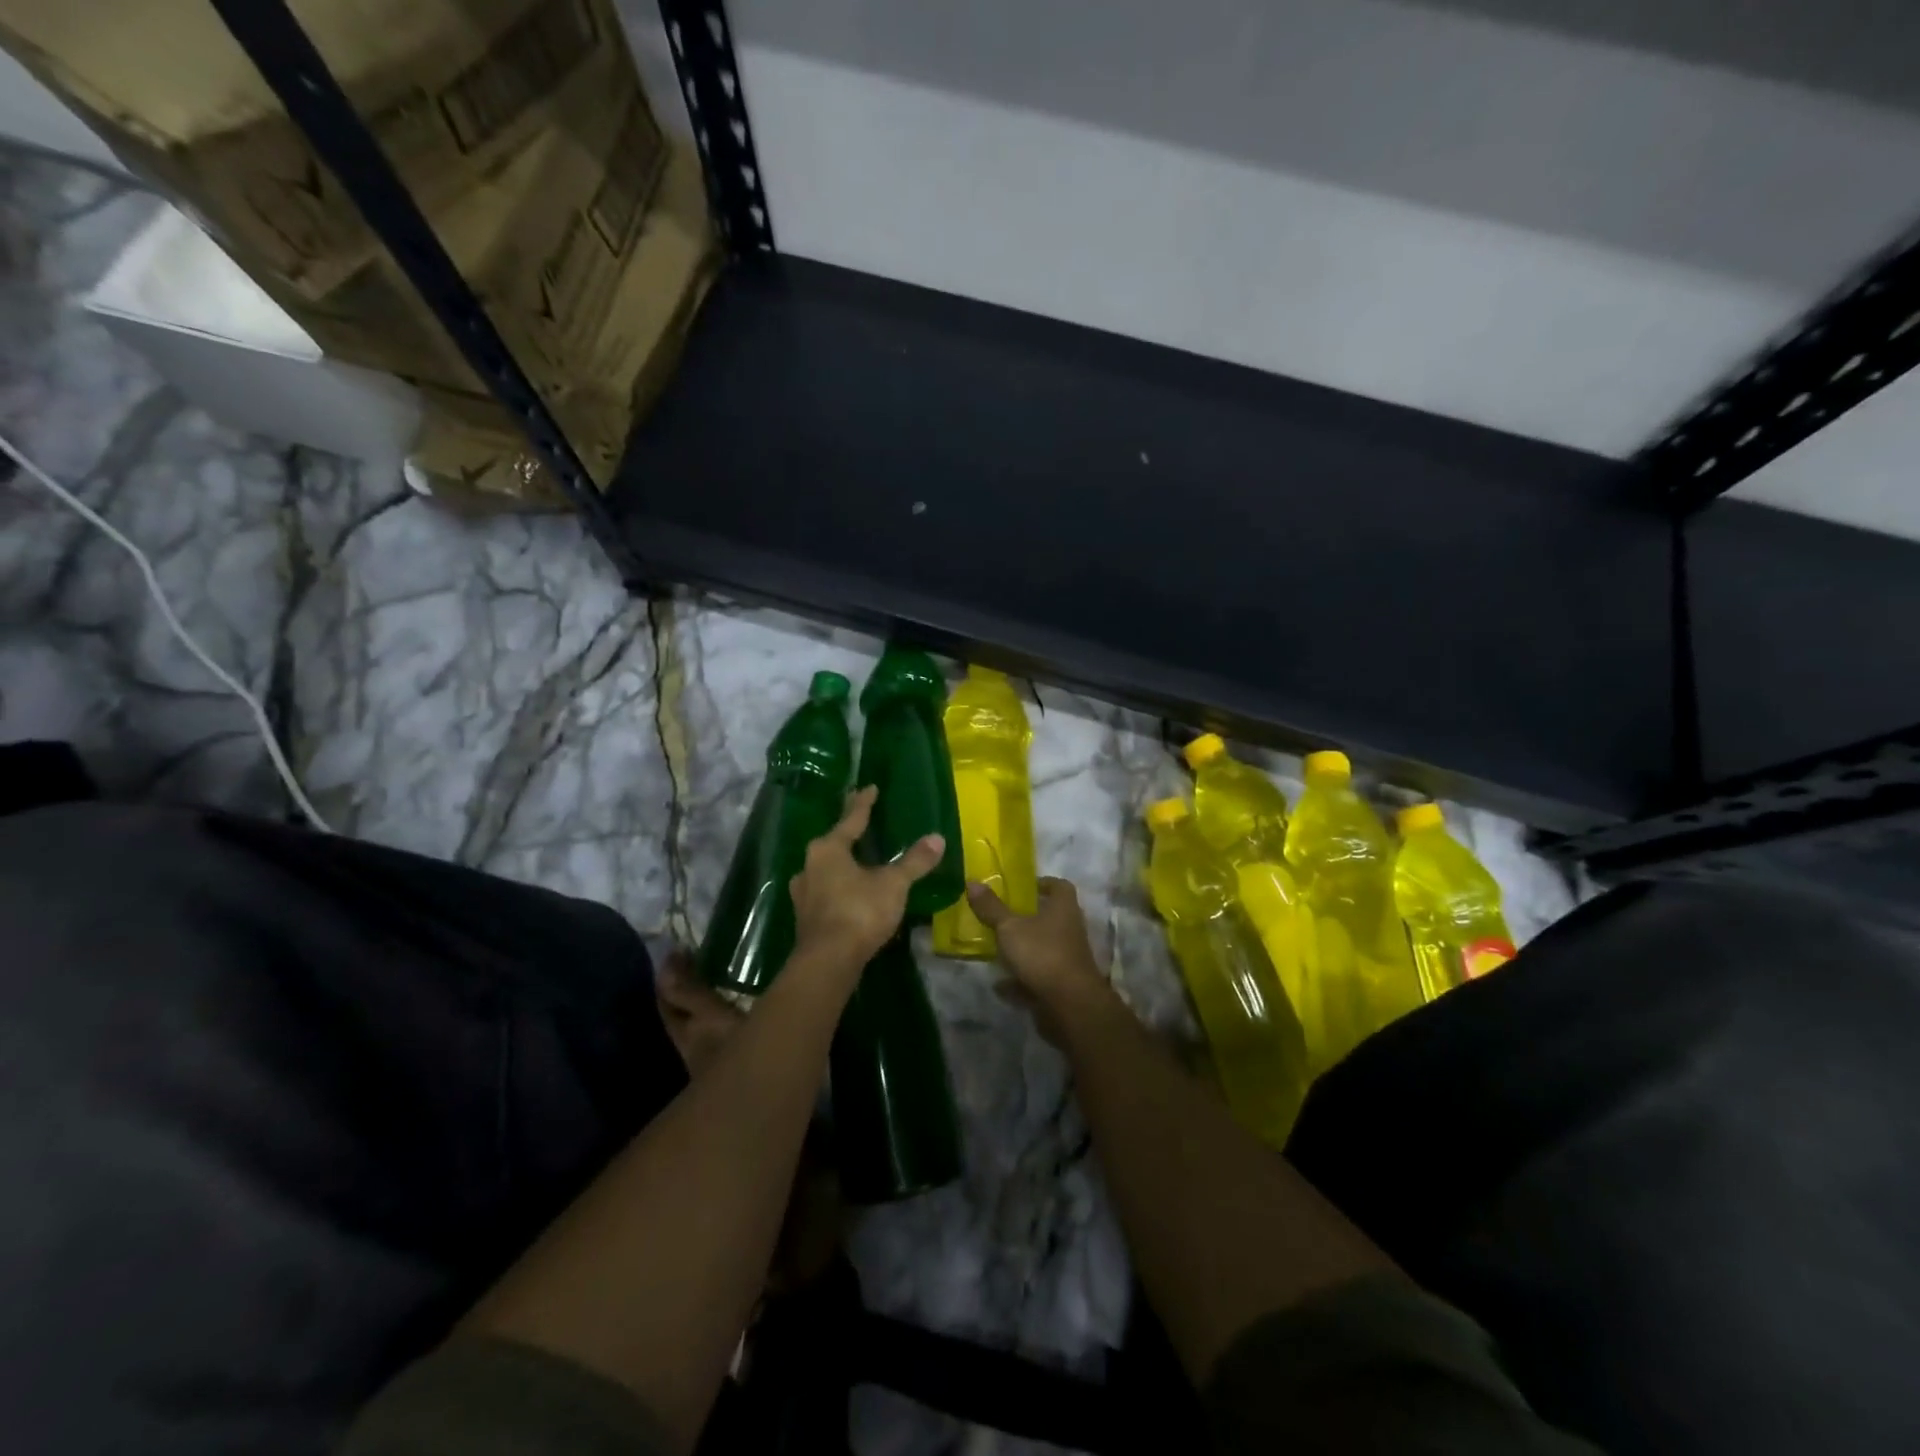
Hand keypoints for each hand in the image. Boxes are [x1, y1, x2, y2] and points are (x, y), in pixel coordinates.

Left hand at [788, 785, 944, 968]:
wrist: (828, 961)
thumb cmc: (860, 911)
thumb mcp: (893, 883)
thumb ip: (914, 861)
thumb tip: (938, 838)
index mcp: (828, 849)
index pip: (851, 819)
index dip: (863, 803)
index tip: (869, 787)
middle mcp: (810, 865)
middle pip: (834, 843)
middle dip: (849, 834)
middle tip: (864, 823)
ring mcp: (804, 892)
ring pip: (827, 869)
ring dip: (842, 863)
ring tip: (858, 860)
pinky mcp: (806, 917)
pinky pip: (826, 891)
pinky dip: (840, 887)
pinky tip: (850, 892)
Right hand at [965, 877, 1109, 1038]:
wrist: (1069, 1005)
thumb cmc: (1042, 954)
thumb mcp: (1010, 928)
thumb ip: (991, 908)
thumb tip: (972, 881)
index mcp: (1064, 909)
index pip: (1060, 886)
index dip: (1043, 883)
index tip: (1022, 886)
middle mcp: (1070, 931)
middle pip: (1050, 918)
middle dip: (1026, 918)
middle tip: (1000, 916)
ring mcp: (1067, 960)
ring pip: (1042, 948)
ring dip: (1022, 950)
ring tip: (995, 949)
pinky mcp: (1061, 985)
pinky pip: (1037, 978)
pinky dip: (1020, 981)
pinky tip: (999, 985)